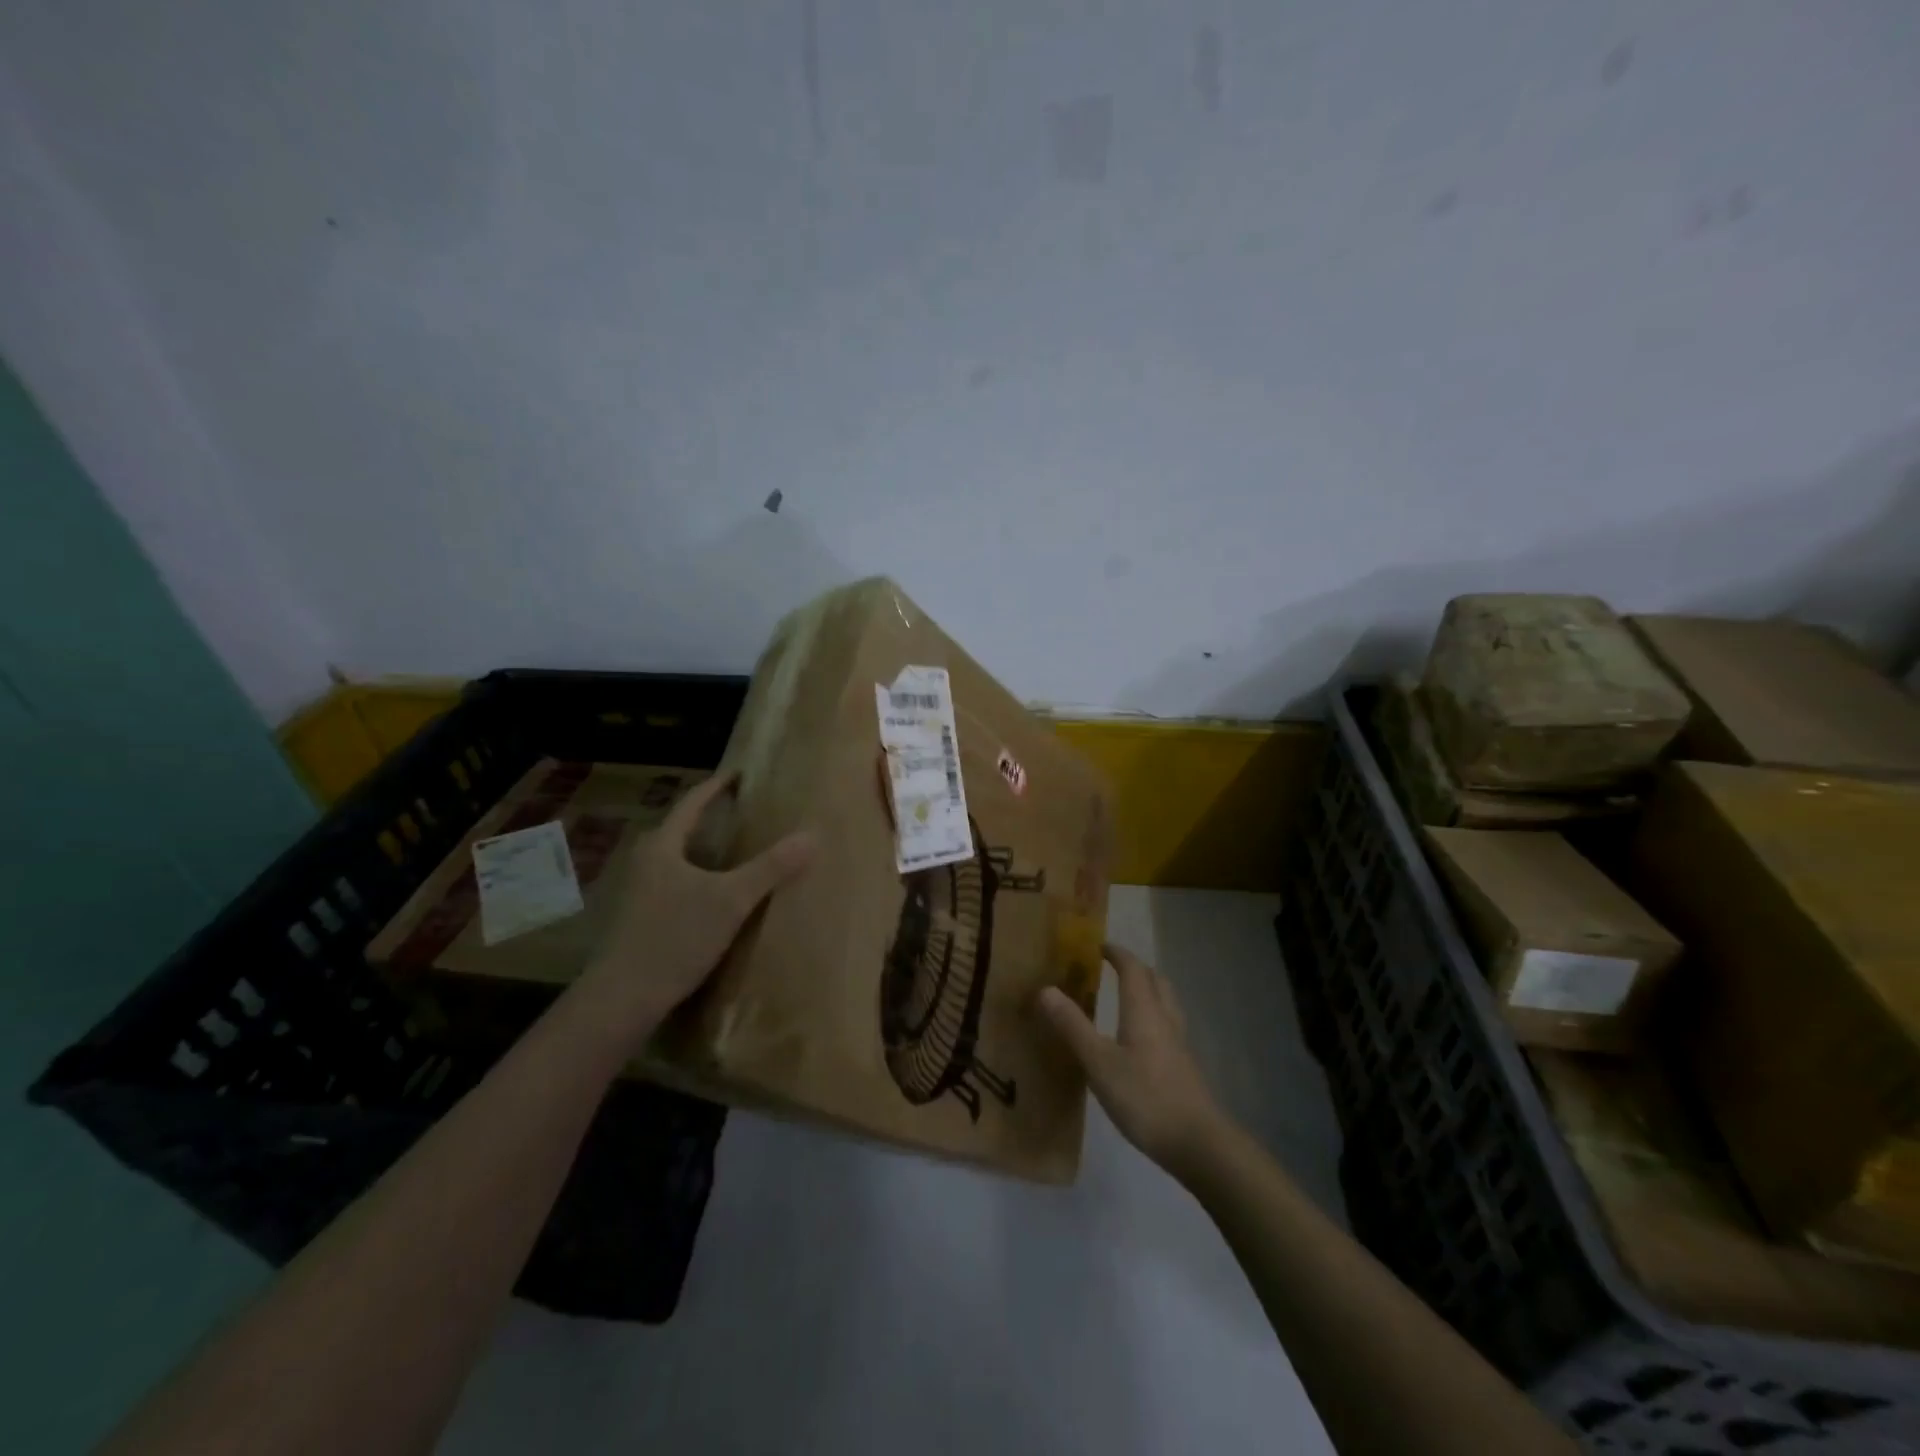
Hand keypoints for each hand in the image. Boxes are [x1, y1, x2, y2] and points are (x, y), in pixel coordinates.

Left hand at [576, 770, 816, 1041]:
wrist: (623, 998)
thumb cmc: (675, 938)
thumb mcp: (731, 900)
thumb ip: (771, 868)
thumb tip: (811, 836)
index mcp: (662, 846)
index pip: (692, 803)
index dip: (718, 786)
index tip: (740, 773)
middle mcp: (645, 861)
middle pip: (682, 829)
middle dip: (712, 819)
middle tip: (745, 813)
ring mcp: (637, 892)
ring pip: (677, 859)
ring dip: (704, 851)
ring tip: (736, 852)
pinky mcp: (638, 919)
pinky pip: (674, 884)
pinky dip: (698, 878)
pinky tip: (716, 896)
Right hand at [1038, 941, 1226, 1176]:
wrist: (1198, 1144)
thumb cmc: (1145, 1097)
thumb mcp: (1099, 1062)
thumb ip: (1073, 1026)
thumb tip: (1046, 989)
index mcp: (1144, 1011)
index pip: (1133, 969)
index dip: (1117, 954)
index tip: (1100, 946)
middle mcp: (1165, 1020)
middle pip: (1156, 981)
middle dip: (1136, 969)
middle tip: (1114, 968)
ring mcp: (1179, 1045)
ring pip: (1166, 1004)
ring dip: (1149, 991)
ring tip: (1128, 998)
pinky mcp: (1185, 1068)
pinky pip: (1169, 1026)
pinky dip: (1153, 1018)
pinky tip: (1141, 1040)